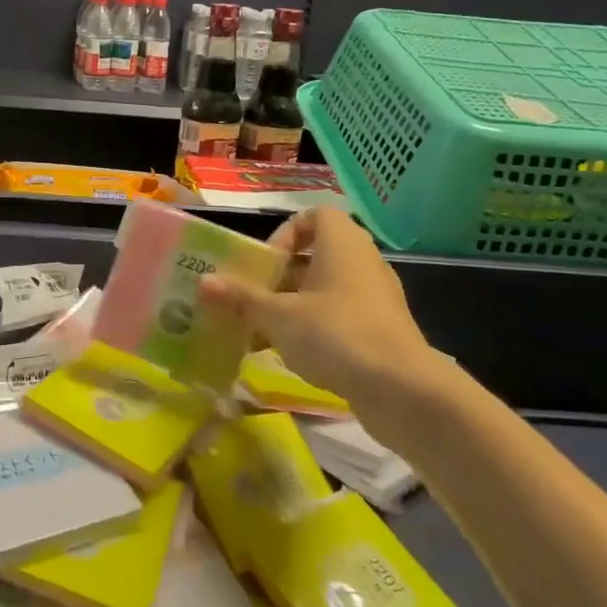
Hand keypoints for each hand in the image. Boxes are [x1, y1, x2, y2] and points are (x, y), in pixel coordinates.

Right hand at [197, 208, 458, 449]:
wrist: (403, 390)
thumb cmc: (336, 334)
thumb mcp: (278, 316)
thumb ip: (241, 298)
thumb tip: (203, 282)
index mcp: (342, 243)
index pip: (314, 216)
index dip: (285, 233)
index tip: (265, 262)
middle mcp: (363, 261)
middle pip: (315, 255)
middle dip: (280, 276)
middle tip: (253, 298)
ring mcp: (375, 297)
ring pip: (325, 289)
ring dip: (293, 304)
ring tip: (262, 330)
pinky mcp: (381, 329)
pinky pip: (340, 315)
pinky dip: (314, 327)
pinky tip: (290, 355)